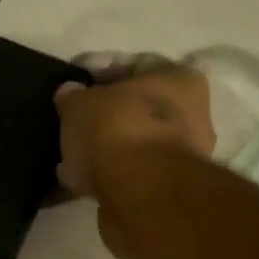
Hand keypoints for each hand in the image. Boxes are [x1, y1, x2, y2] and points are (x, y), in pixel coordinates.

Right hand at [54, 53, 214, 200]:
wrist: (140, 193)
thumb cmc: (117, 129)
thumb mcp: (80, 103)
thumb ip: (72, 96)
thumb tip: (70, 94)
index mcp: (179, 79)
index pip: (135, 65)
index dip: (99, 70)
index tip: (73, 81)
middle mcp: (190, 115)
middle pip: (137, 109)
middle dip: (103, 115)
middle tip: (70, 121)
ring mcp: (180, 157)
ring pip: (132, 145)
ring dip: (103, 149)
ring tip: (68, 156)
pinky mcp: (164, 191)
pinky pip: (127, 175)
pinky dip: (105, 176)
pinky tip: (77, 181)